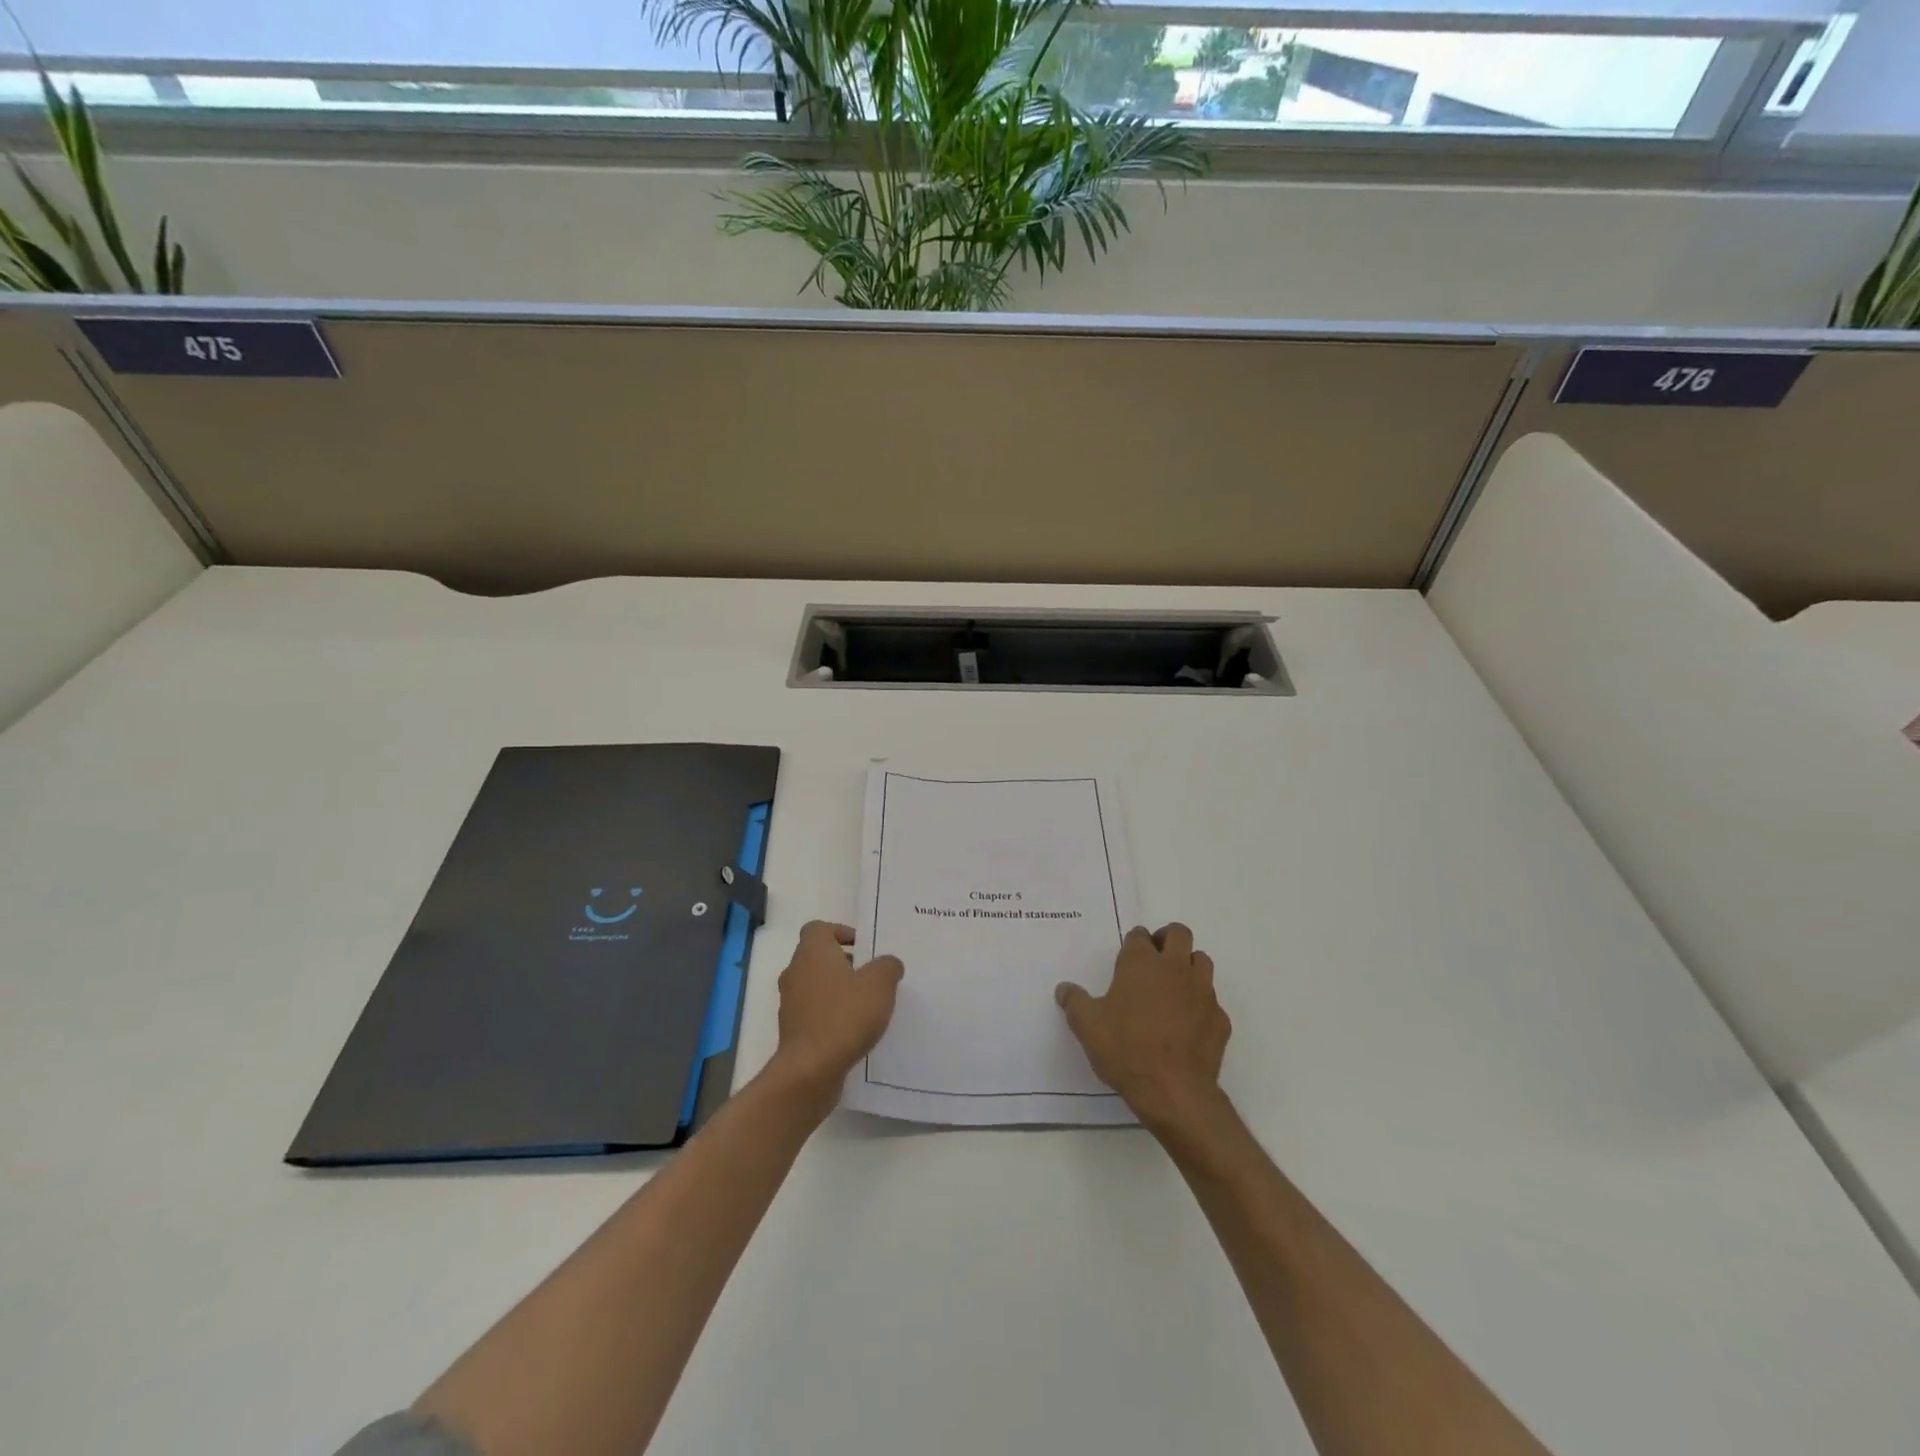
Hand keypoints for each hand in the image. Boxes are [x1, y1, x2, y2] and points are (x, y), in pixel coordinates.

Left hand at [769, 921, 903, 1107]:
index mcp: (813, 952)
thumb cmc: (845, 1016)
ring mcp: (790, 1002)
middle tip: (871, 976)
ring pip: (815, 985)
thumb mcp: (880, 984)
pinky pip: (813, 1012)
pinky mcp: (792, 1030)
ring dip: (837, 991)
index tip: (864, 948)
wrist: (810, 1070)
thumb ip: (888, 966)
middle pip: (818, 957)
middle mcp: (795, 972)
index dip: (841, 933)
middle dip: (844, 963)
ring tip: (866, 1005)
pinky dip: (830, 1015)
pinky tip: (853, 1030)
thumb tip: (888, 963)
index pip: (819, 929)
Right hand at [1056, 923, 1231, 1133]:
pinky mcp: (1220, 1018)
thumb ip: (1074, 1002)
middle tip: (1154, 960)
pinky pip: (1212, 1001)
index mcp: (1141, 963)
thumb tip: (1064, 988)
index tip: (1127, 959)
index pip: (1140, 935)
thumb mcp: (1087, 1026)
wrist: (1173, 1091)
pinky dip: (1201, 1006)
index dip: (1134, 943)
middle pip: (1179, 933)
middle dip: (1167, 939)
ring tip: (1174, 987)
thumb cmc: (1125, 1049)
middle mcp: (1174, 968)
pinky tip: (1189, 1025)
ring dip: (1189, 966)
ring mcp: (1202, 992)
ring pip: (1202, 961)